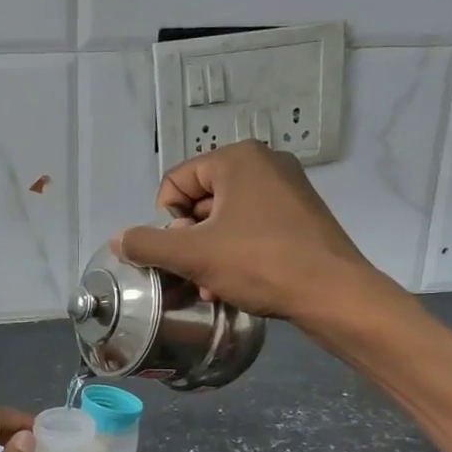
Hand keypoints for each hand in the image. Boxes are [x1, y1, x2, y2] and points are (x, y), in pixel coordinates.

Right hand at [113, 141, 398, 326]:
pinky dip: (236, 252)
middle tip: (195, 272)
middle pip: (200, 200)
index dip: (166, 221)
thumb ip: (148, 244)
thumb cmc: (260, 264)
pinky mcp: (301, 215)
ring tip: (212, 285)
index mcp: (237, 158)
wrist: (333, 293)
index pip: (175, 182)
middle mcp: (264, 163)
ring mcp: (287, 189)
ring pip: (225, 218)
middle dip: (189, 240)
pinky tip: (235, 283)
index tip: (180, 253)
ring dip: (209, 252)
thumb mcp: (194, 255)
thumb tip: (118, 239)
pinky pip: (252, 227)